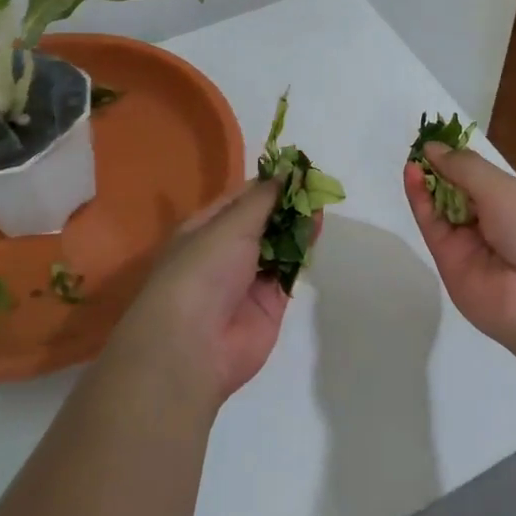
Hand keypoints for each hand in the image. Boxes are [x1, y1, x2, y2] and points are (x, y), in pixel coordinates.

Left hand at [108, 178, 303, 408]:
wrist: (194, 346)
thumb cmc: (202, 271)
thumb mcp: (230, 225)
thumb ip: (263, 199)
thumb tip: (287, 171)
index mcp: (205, 228)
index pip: (241, 199)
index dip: (269, 184)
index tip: (299, 169)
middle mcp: (225, 251)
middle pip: (263, 221)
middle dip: (288, 204)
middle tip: (317, 186)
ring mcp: (248, 278)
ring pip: (279, 245)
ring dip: (298, 226)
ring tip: (321, 205)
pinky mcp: (270, 303)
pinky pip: (289, 271)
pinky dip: (303, 253)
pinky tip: (317, 232)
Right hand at [404, 143, 515, 355]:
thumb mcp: (504, 188)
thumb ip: (464, 167)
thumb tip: (432, 147)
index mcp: (513, 202)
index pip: (478, 178)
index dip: (457, 160)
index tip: (434, 140)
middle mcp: (490, 222)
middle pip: (456, 192)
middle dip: (439, 170)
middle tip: (418, 148)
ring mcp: (468, 244)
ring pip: (440, 208)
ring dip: (426, 182)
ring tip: (412, 159)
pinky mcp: (447, 262)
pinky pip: (431, 226)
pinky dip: (420, 200)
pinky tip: (412, 174)